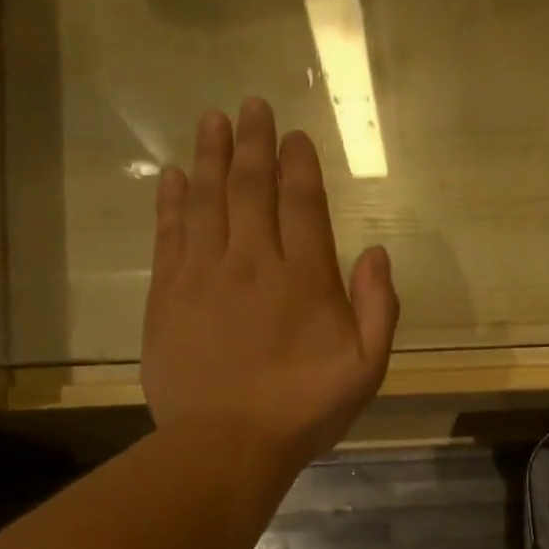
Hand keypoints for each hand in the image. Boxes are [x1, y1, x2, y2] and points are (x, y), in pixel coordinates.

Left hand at [142, 99, 399, 469]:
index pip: (302, 204)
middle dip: (255, 143)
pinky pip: (170, 233)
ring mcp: (205, 274)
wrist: (227, 443)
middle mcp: (254, 261)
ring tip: (212, 120)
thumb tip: (377, 254)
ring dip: (211, 156)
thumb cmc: (304, 410)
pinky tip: (173, 177)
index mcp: (305, 278)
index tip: (296, 136)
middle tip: (252, 106)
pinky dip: (172, 200)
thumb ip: (379, 309)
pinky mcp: (169, 294)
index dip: (300, 166)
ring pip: (207, 199)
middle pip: (252, 188)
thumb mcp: (366, 369)